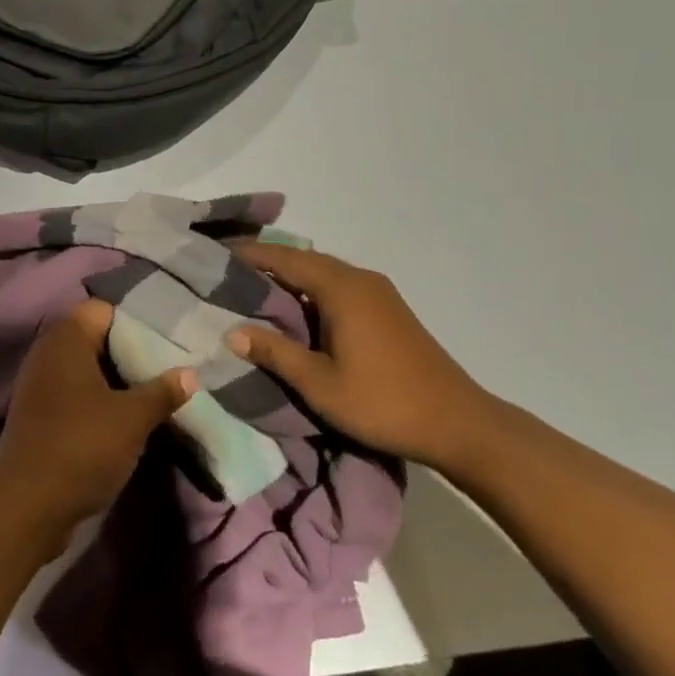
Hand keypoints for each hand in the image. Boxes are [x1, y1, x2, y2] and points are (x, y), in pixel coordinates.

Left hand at [0, 300, 196, 552]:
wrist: (27, 506)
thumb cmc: (82, 446)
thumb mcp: (132, 418)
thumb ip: (162, 391)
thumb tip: (190, 373)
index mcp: (66, 338)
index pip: (104, 309)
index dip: (136, 319)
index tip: (169, 336)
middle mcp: (48, 353)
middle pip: (96, 338)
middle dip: (132, 351)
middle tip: (170, 364)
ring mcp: (40, 385)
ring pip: (88, 369)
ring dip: (118, 379)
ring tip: (157, 391)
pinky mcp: (39, 414)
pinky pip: (76, 393)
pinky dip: (100, 400)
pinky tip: (128, 417)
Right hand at [227, 243, 493, 468]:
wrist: (458, 423)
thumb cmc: (383, 402)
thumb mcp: (319, 383)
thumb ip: (274, 353)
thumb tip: (231, 332)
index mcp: (341, 288)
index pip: (284, 258)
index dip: (249, 254)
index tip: (216, 252)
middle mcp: (359, 279)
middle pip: (304, 259)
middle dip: (266, 260)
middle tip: (228, 268)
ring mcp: (378, 292)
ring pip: (323, 271)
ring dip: (290, 273)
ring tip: (253, 284)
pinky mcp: (388, 309)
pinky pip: (339, 284)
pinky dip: (310, 286)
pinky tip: (296, 305)